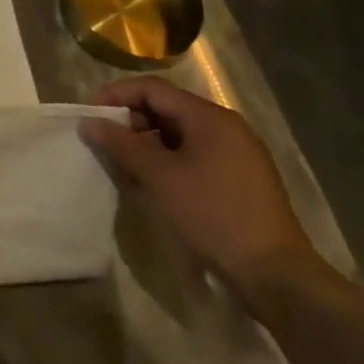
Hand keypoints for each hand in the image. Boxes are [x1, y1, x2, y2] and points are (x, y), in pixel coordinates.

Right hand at [79, 77, 315, 299]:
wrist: (275, 274)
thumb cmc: (213, 215)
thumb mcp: (160, 177)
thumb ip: (121, 144)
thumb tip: (88, 123)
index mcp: (210, 118)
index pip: (153, 88)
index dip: (116, 95)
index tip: (90, 115)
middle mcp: (226, 127)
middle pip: (166, 107)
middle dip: (131, 120)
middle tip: (105, 142)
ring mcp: (237, 153)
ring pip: (179, 132)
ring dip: (146, 141)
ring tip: (124, 163)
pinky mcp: (239, 177)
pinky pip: (194, 153)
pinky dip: (167, 158)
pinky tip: (152, 180)